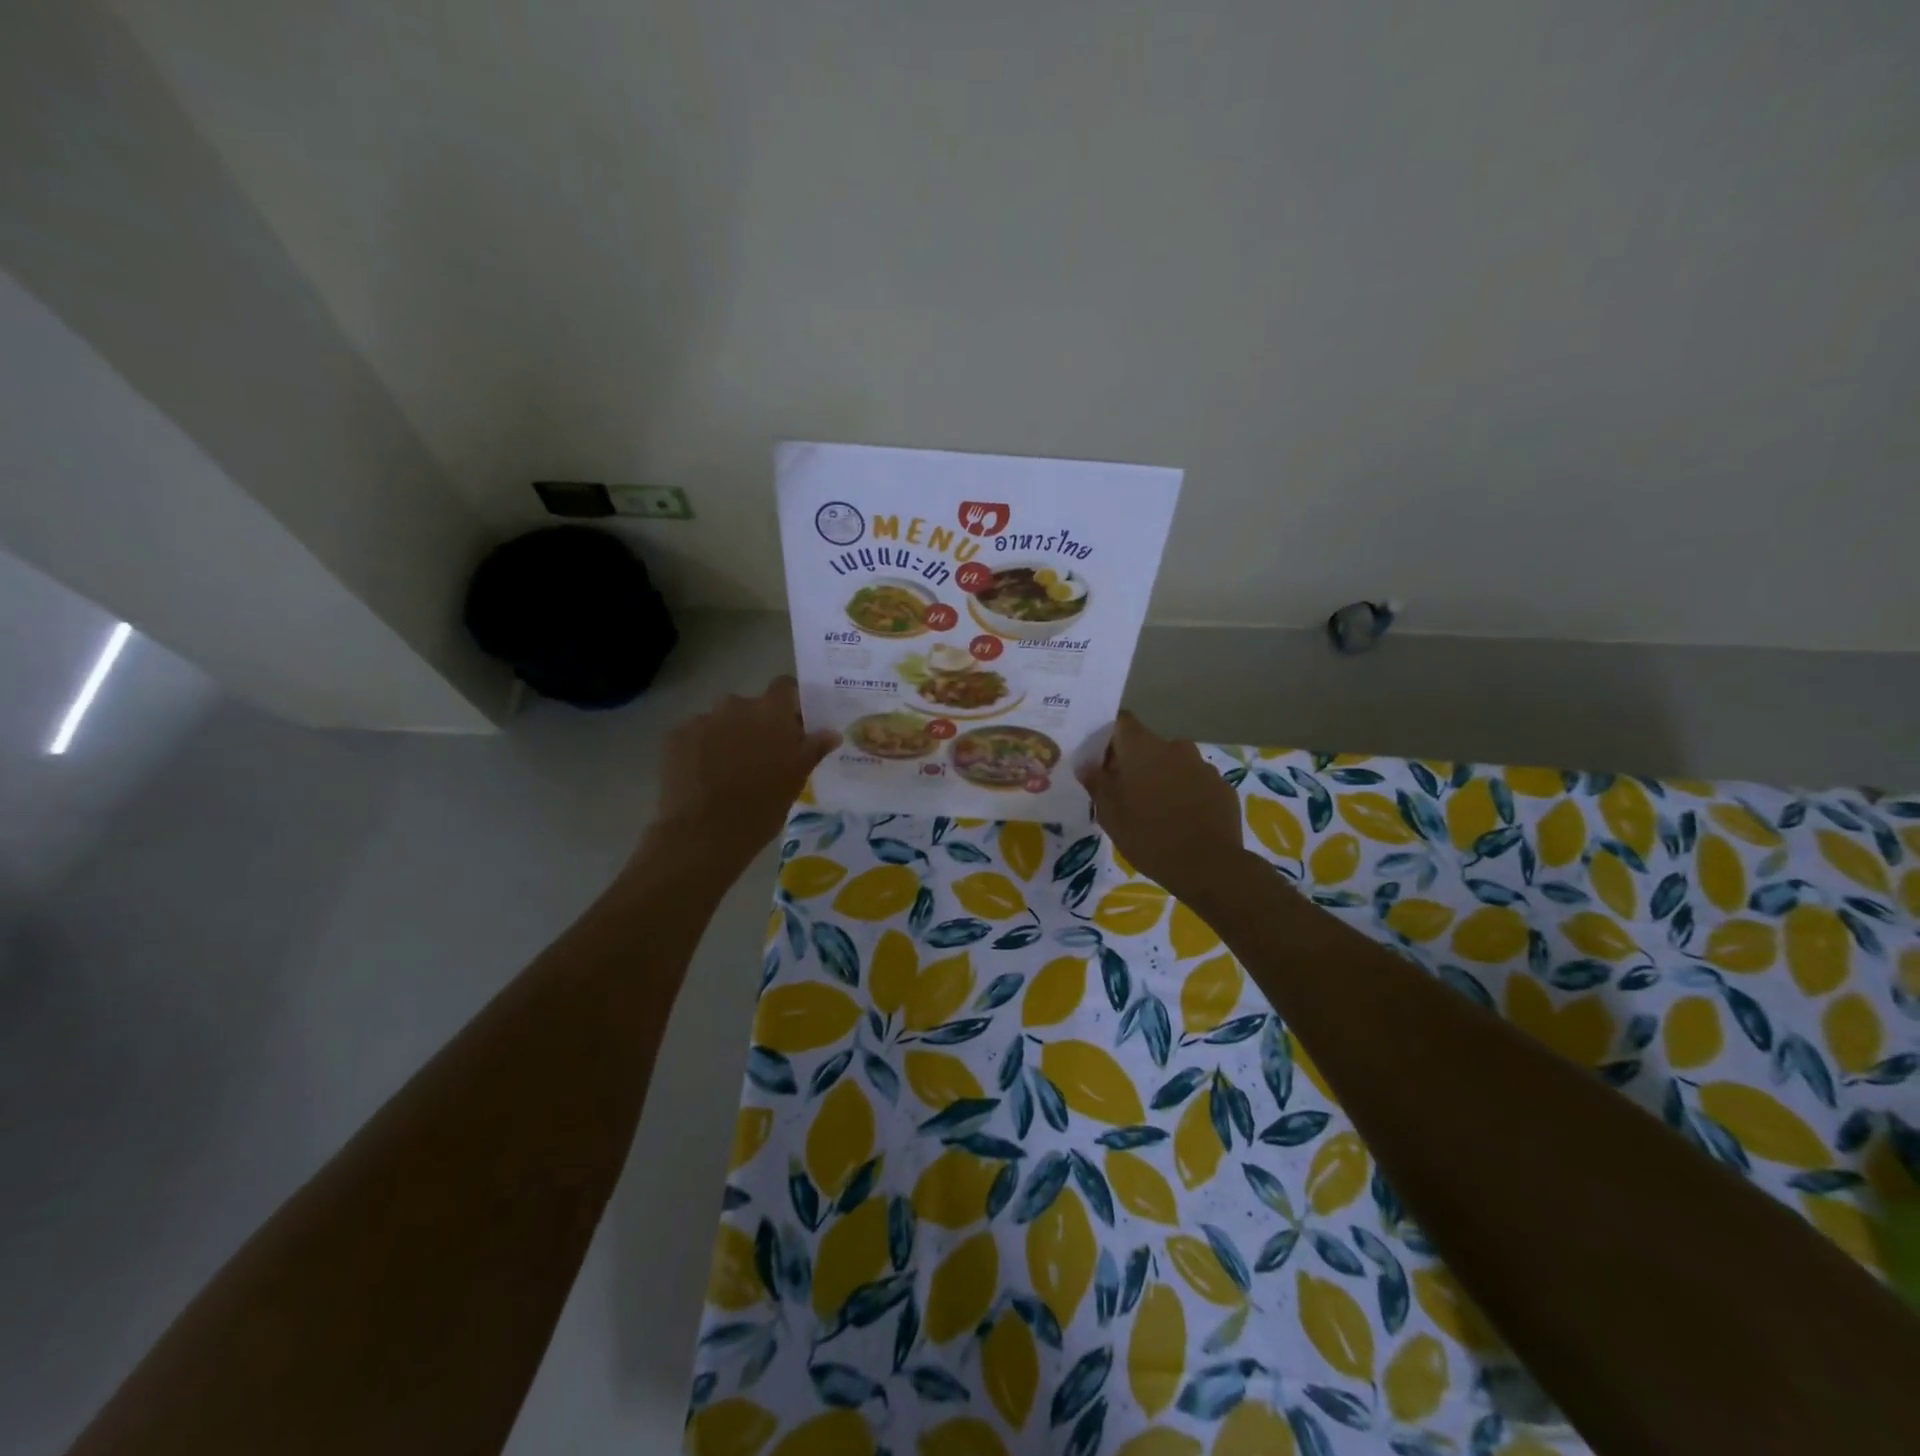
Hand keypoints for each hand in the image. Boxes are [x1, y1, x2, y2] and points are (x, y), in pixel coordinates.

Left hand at [647, 676, 838, 872]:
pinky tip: (704, 777)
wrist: (704, 832)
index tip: (794, 725)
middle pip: (751, 705)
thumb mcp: (797, 778)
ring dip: (729, 736)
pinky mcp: (676, 737)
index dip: (790, 702)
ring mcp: (702, 719)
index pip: (785, 686)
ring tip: (730, 770)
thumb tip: (831, 733)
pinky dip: (703, 749)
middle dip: (758, 724)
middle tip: (763, 756)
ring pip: (722, 721)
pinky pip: (696, 736)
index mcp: (770, 711)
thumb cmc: (762, 805)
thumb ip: (813, 748)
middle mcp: (736, 705)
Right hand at [1078, 710, 1245, 898]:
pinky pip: (1196, 783)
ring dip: (1162, 778)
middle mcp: (1175, 747)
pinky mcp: (1223, 788)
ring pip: (1174, 764)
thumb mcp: (1109, 813)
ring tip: (1155, 810)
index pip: (1121, 722)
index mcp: (1143, 748)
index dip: (1108, 736)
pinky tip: (1182, 820)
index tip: (1099, 759)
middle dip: (1135, 763)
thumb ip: (1096, 783)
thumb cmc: (1148, 835)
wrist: (1209, 866)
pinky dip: (1186, 794)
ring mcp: (1203, 766)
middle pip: (1148, 745)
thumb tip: (1086, 765)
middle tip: (1124, 792)